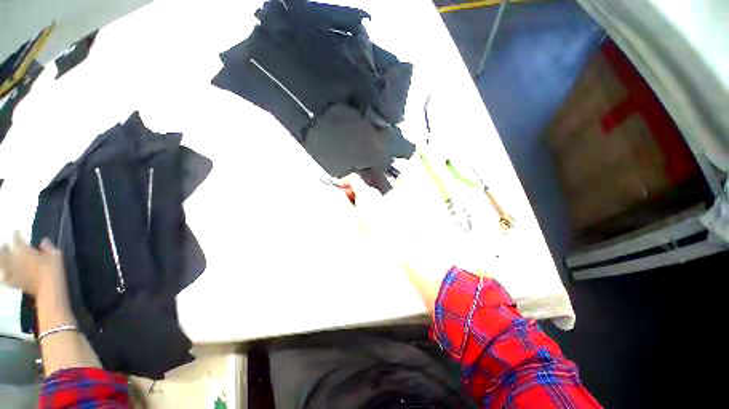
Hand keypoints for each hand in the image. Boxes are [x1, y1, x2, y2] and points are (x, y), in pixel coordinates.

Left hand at [0, 232, 65, 297]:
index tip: (17, 231)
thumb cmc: (53, 270)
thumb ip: (47, 248)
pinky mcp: (16, 282)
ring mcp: (14, 272)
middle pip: (4, 251)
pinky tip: (5, 276)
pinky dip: (5, 276)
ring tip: (2, 258)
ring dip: (1, 261)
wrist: (49, 290)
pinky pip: (6, 279)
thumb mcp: (55, 255)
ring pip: (2, 264)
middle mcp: (15, 259)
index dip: (16, 234)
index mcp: (24, 251)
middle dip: (4, 247)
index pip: (17, 238)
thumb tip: (44, 241)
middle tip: (5, 244)